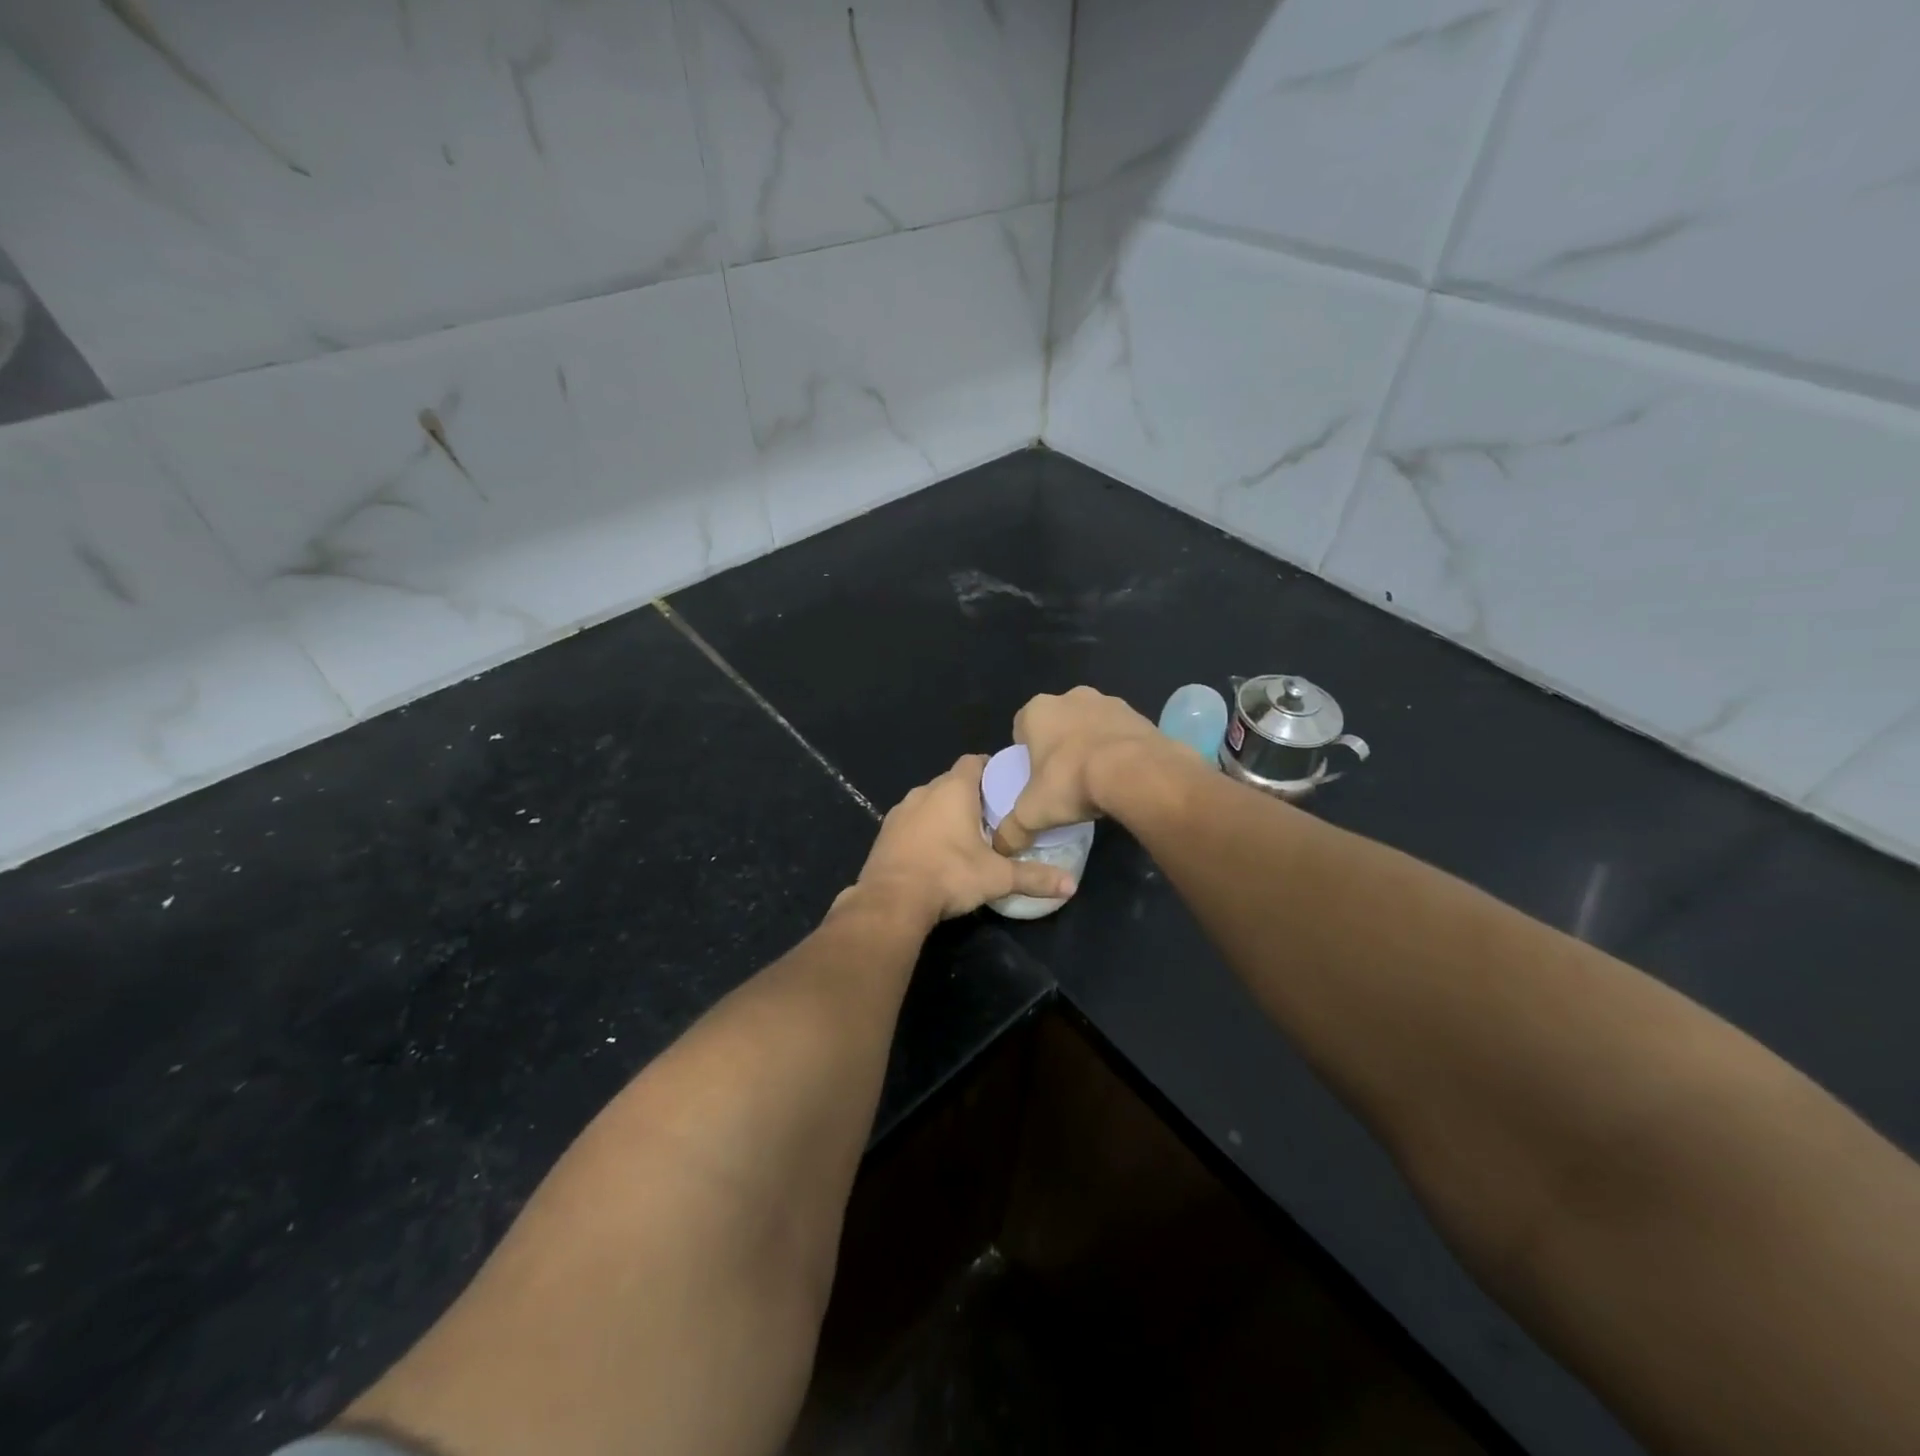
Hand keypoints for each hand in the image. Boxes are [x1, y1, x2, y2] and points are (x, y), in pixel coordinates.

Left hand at [851, 755, 1077, 924]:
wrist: (891, 901)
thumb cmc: (949, 875)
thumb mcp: (998, 878)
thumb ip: (1034, 877)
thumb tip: (1071, 885)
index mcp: (953, 789)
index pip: (974, 761)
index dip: (990, 768)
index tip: (1005, 785)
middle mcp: (924, 792)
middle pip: (952, 782)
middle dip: (970, 795)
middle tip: (992, 816)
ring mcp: (900, 811)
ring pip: (929, 802)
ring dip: (945, 813)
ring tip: (965, 836)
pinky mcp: (885, 833)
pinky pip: (912, 822)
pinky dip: (924, 830)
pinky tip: (935, 853)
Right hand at [992, 687, 1186, 854]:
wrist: (1135, 772)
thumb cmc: (1071, 781)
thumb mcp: (1032, 813)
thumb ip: (1011, 830)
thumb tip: (1002, 847)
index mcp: (1038, 710)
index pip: (1022, 727)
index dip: (1026, 752)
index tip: (1034, 777)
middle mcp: (1072, 697)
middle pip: (1058, 723)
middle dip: (1060, 746)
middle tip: (1064, 780)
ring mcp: (1110, 702)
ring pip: (1092, 725)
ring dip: (1091, 745)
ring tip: (1096, 780)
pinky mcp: (1140, 715)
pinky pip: (1121, 734)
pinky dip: (1120, 750)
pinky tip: (1122, 776)